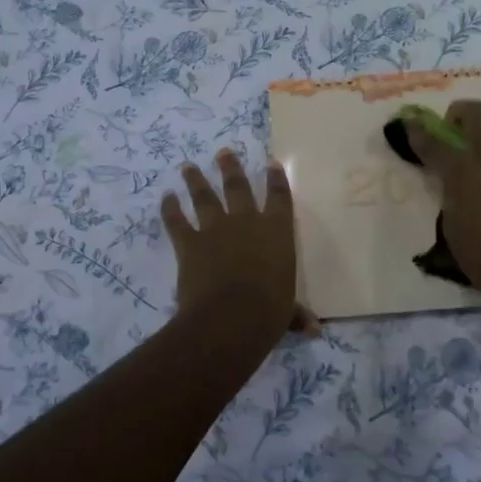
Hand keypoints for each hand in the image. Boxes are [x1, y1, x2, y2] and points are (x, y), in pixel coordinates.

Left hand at [162, 151, 318, 341]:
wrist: (231, 317)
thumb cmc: (269, 312)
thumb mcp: (287, 312)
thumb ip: (296, 314)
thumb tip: (314, 329)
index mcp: (277, 233)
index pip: (279, 199)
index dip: (276, 180)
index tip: (272, 163)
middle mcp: (247, 223)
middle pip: (238, 187)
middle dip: (231, 168)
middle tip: (223, 152)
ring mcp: (216, 229)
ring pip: (204, 197)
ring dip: (196, 180)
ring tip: (188, 166)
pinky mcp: (190, 243)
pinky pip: (176, 222)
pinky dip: (169, 210)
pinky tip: (165, 198)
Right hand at [405, 102, 480, 287]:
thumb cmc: (480, 254)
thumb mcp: (450, 220)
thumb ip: (450, 190)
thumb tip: (452, 178)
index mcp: (462, 170)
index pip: (433, 143)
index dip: (417, 132)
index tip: (409, 124)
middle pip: (477, 113)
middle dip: (461, 111)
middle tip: (457, 125)